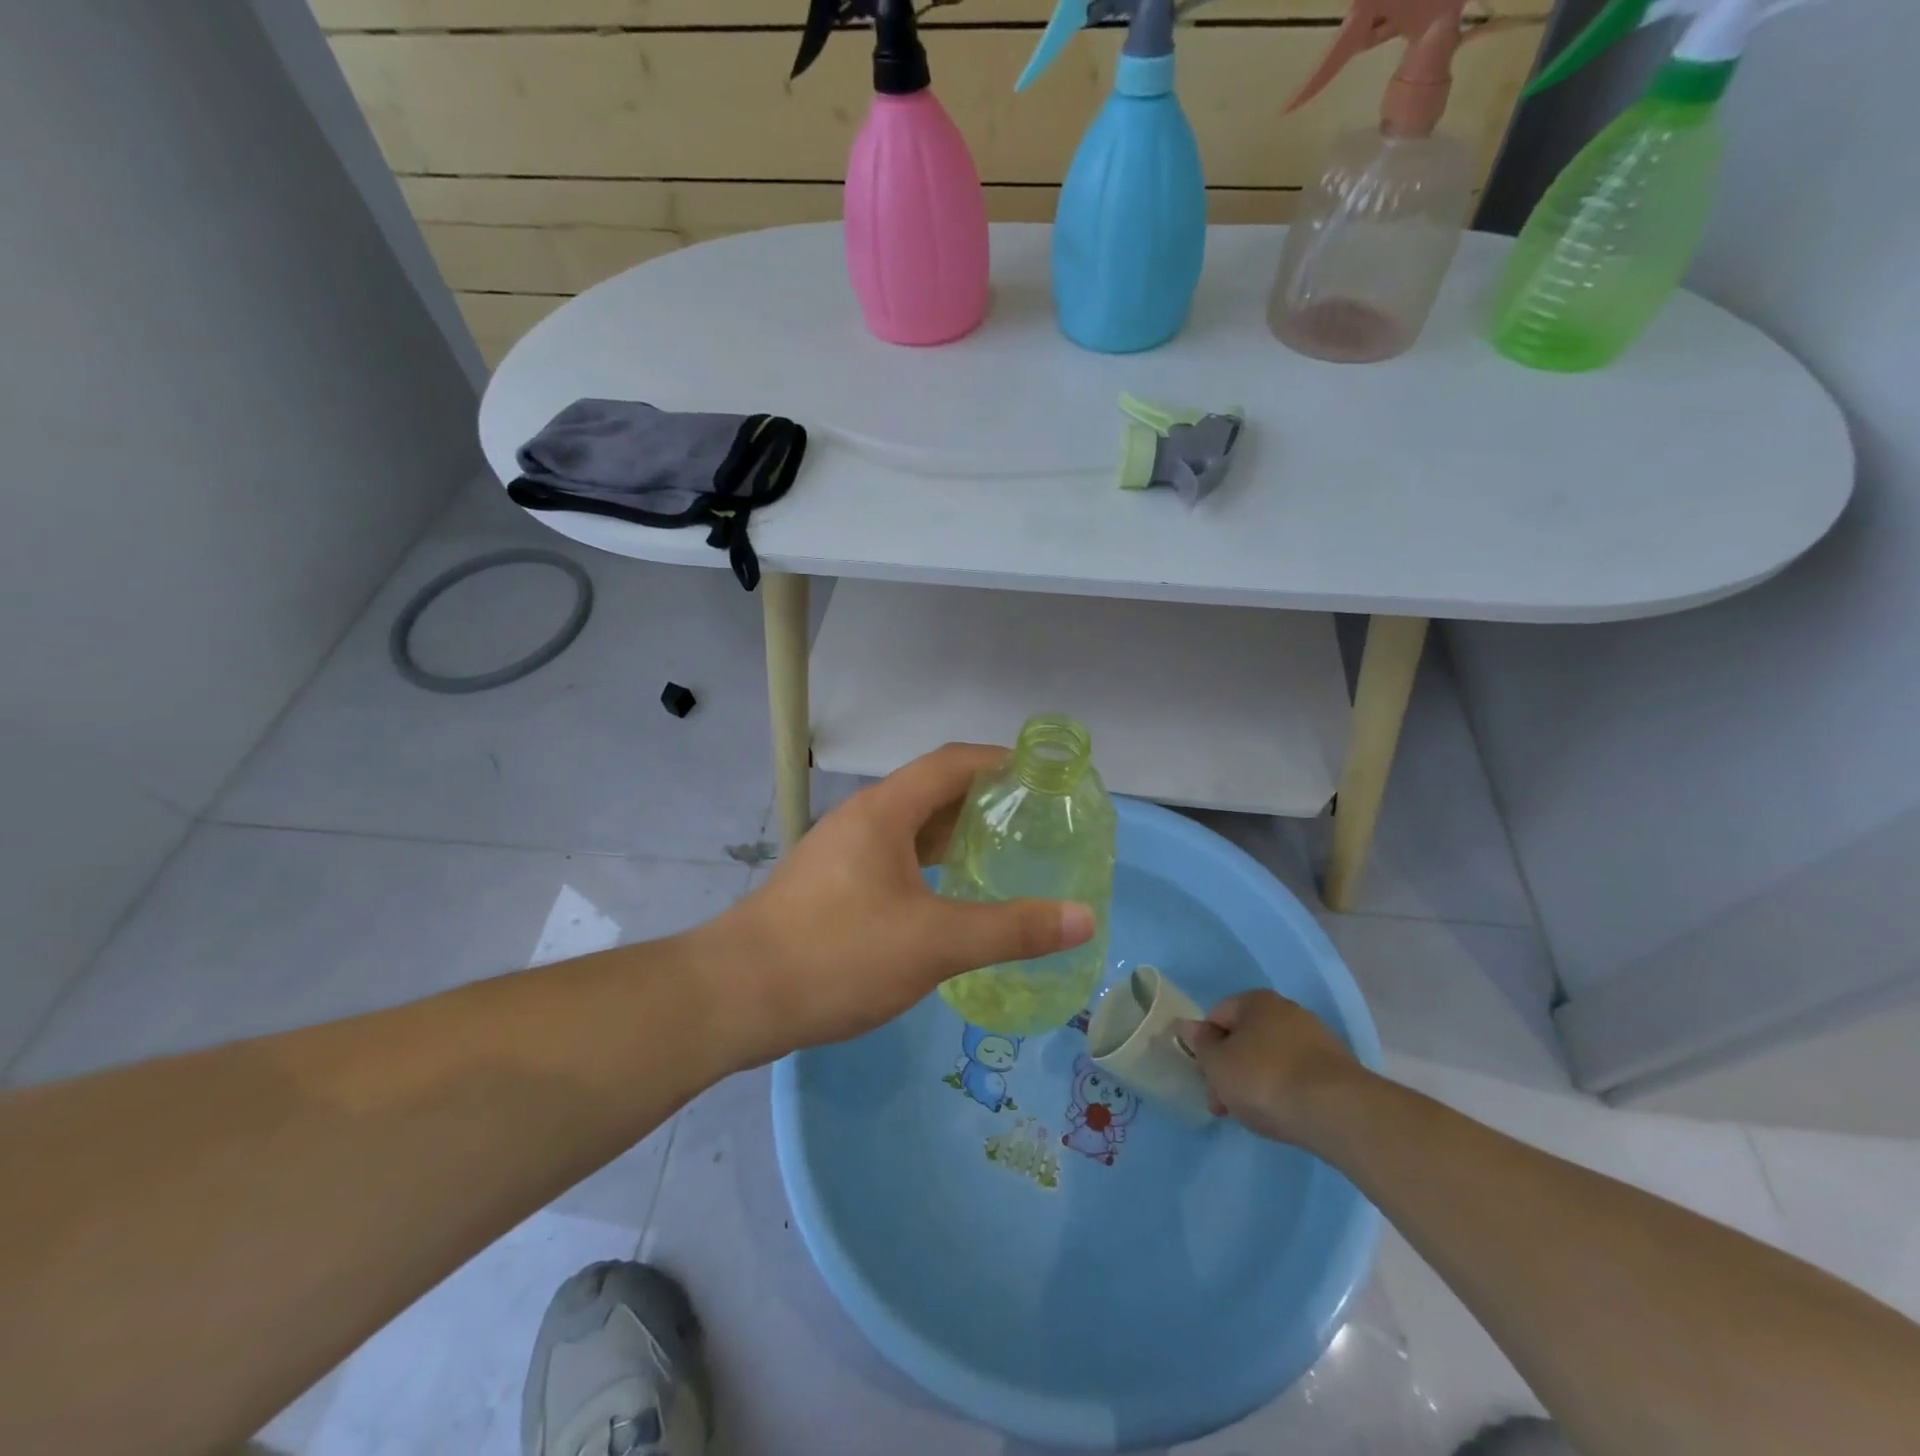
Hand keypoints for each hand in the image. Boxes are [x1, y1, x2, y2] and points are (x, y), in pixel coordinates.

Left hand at [701, 743, 1095, 1065]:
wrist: (735, 997)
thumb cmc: (838, 955)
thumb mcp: (934, 943)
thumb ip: (1011, 929)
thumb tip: (1083, 917)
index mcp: (885, 811)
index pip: (950, 763)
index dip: (999, 761)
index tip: (1042, 774)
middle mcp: (861, 820)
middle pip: (930, 792)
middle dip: (982, 800)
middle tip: (1033, 821)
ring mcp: (840, 853)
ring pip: (909, 829)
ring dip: (953, 835)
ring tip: (1001, 854)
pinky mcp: (829, 887)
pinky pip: (891, 859)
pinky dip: (927, 866)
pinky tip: (946, 898)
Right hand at [1176, 990, 1367, 1146]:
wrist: (1337, 1111)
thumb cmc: (1264, 1079)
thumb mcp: (1217, 1064)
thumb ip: (1200, 1045)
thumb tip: (1190, 1027)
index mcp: (1256, 1000)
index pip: (1217, 1015)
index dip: (1205, 1046)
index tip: (1204, 1078)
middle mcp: (1287, 1010)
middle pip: (1245, 1038)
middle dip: (1230, 1069)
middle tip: (1224, 1103)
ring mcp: (1315, 1038)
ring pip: (1270, 1057)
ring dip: (1255, 1082)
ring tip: (1254, 1115)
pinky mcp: (1336, 1068)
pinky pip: (1296, 1074)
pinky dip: (1284, 1090)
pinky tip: (1283, 1114)